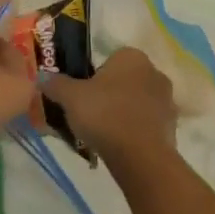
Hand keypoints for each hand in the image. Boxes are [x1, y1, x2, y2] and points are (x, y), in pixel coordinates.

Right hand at [46, 48, 177, 169]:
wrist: (140, 156)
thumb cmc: (105, 115)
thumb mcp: (70, 97)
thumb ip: (56, 84)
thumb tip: (41, 77)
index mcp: (132, 57)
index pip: (111, 59)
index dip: (95, 75)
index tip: (83, 93)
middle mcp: (154, 72)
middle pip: (126, 80)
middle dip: (111, 93)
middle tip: (91, 111)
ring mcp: (167, 100)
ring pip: (138, 101)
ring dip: (124, 112)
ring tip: (104, 132)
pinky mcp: (172, 127)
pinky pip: (148, 123)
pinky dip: (135, 130)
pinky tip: (120, 145)